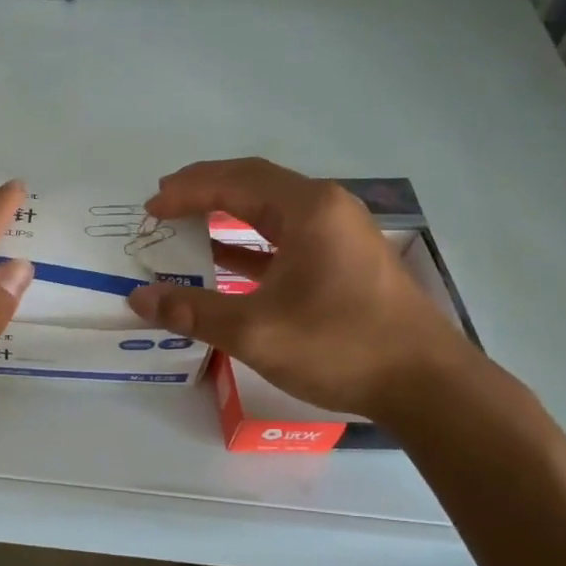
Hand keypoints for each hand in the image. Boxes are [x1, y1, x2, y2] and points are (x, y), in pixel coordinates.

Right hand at [126, 158, 476, 420]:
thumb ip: (193, 312)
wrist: (425, 384)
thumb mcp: (255, 331)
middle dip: (205, 191)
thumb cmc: (340, 346)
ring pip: (271, 212)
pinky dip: (249, 245)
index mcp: (308, 210)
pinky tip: (224, 261)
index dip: (186, 190)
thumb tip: (140, 299)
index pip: (235, 181)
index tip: (150, 207)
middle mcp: (326, 209)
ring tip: (185, 226)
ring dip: (226, 216)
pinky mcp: (343, 262)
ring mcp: (339, 235)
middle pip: (254, 185)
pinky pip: (285, 239)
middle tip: (163, 204)